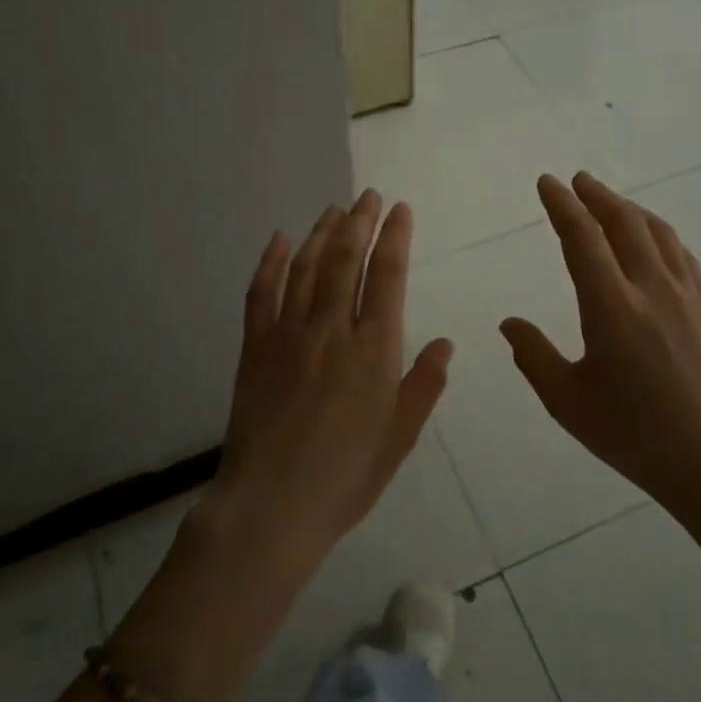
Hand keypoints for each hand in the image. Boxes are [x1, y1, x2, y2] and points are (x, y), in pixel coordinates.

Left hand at [208, 189, 452, 565]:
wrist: (272, 505)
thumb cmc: (346, 477)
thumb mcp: (400, 437)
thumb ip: (423, 385)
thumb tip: (445, 344)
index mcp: (374, 350)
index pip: (388, 276)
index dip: (395, 237)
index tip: (400, 210)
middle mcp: (332, 329)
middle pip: (346, 260)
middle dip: (360, 221)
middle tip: (368, 196)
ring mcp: (288, 334)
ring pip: (307, 268)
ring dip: (321, 233)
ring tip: (334, 210)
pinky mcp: (255, 346)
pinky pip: (261, 292)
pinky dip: (271, 261)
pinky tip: (280, 239)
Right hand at [500, 172, 700, 527]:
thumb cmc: (636, 436)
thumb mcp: (569, 403)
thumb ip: (534, 357)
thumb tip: (509, 323)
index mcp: (612, 309)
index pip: (582, 239)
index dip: (562, 206)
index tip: (548, 183)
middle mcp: (651, 289)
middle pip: (624, 223)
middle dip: (597, 196)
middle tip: (577, 180)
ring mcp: (687, 296)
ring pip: (658, 232)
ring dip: (629, 208)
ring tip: (609, 201)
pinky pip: (682, 253)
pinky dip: (659, 232)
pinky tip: (653, 238)